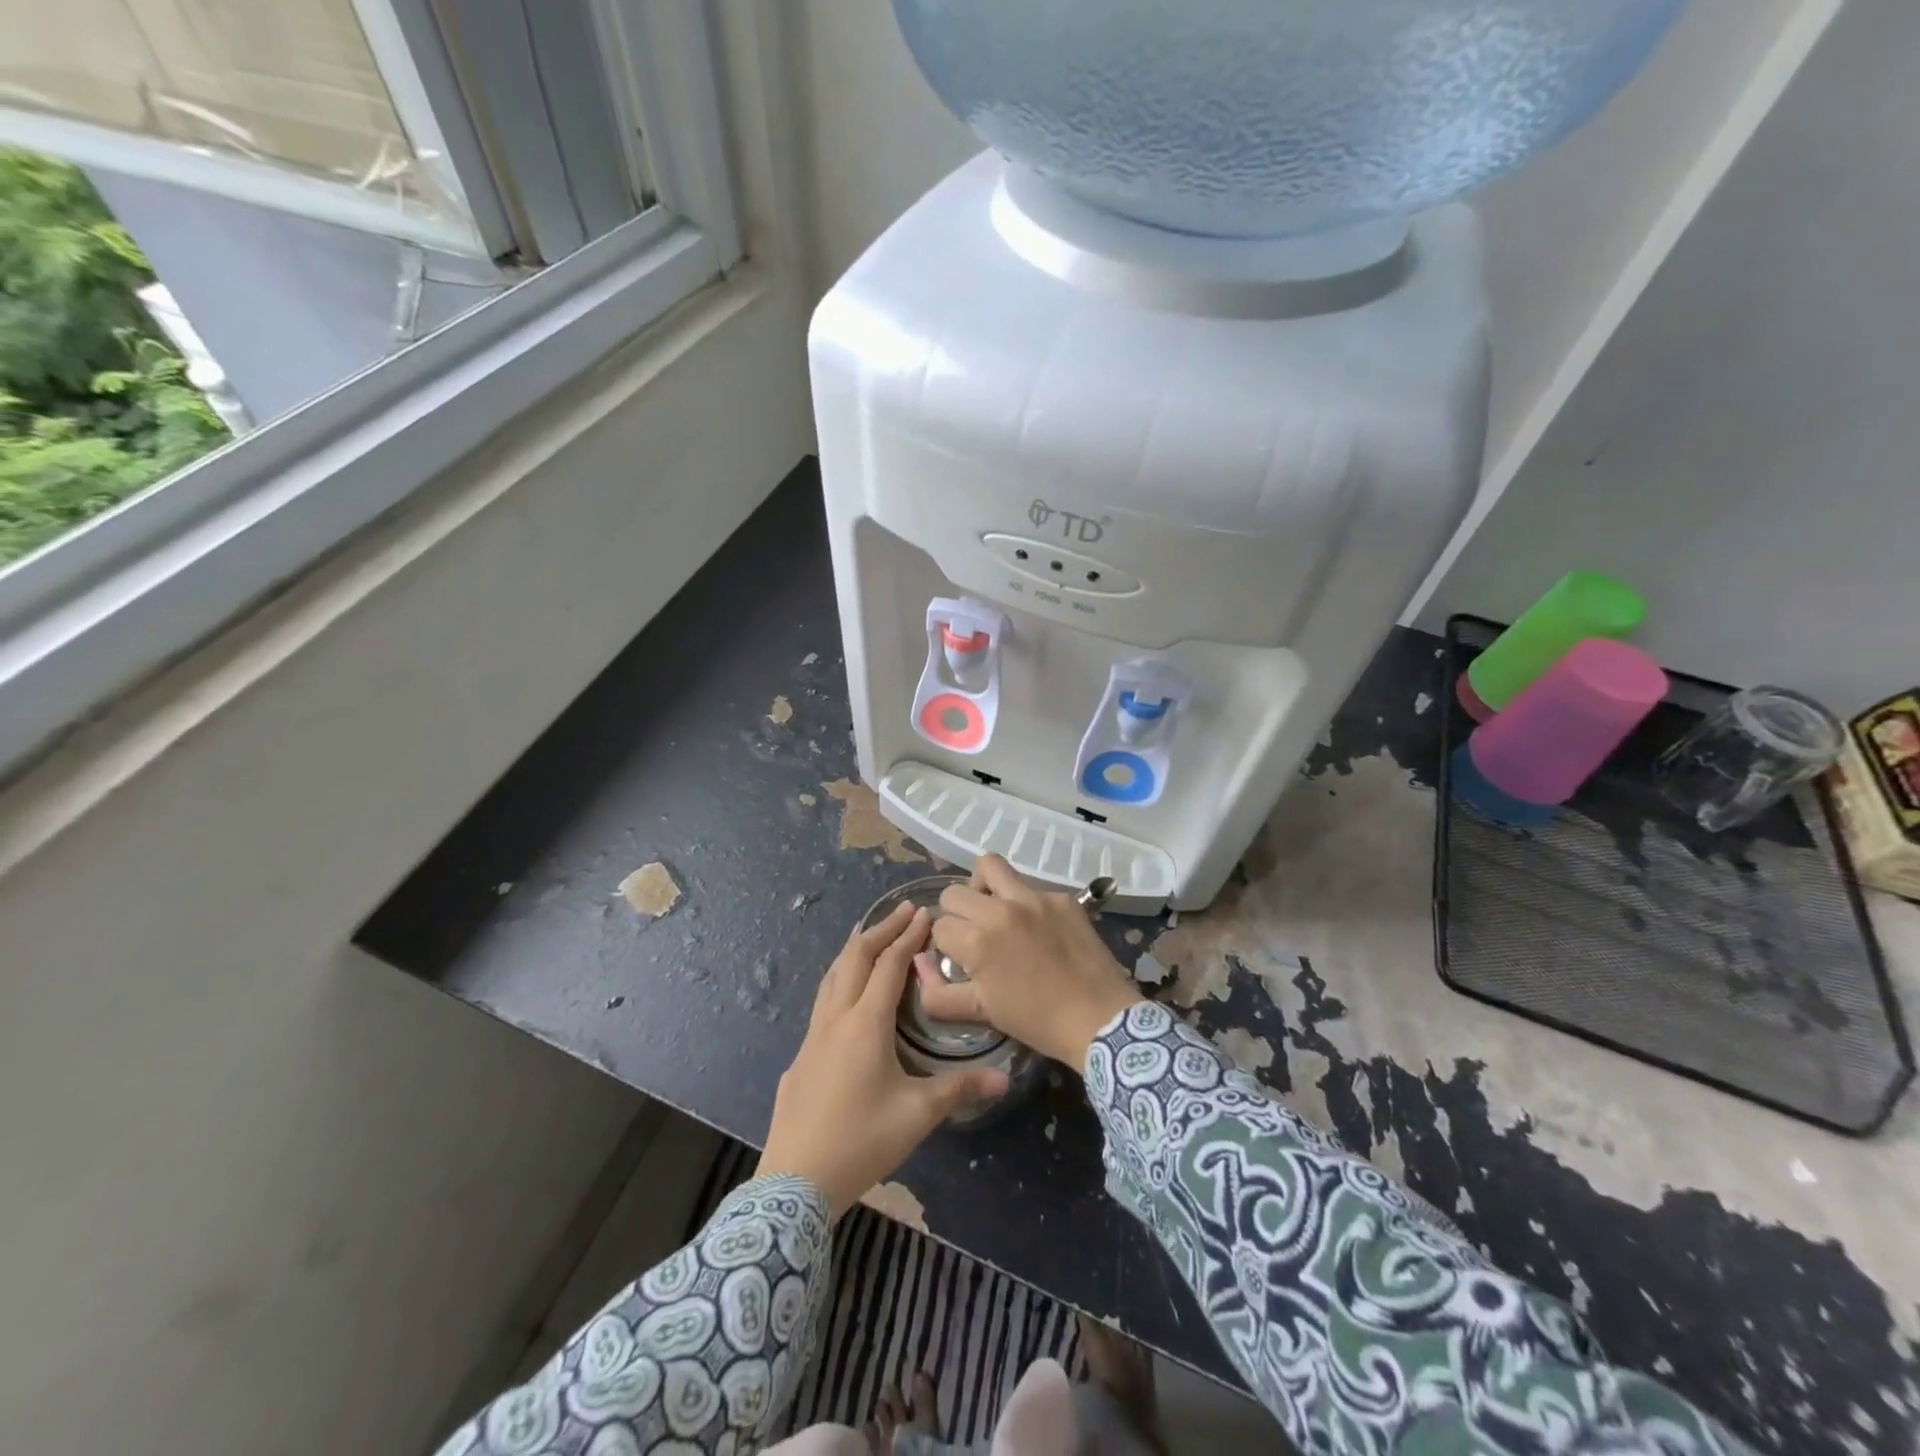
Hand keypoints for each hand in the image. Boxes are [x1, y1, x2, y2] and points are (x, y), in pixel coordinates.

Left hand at [757, 904, 1008, 1218]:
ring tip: (871, 935)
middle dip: (881, 930)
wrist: (795, 1181)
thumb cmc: (861, 1141)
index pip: (888, 965)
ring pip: (833, 976)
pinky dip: (840, 978)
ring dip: (855, 949)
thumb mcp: (917, 1115)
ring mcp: (813, 1036)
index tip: (924, 913)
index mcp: (866, 1023)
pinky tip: (847, 994)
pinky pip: (823, 1000)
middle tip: (904, 912)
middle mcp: (836, 1018)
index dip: (907, 936)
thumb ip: (959, 1089)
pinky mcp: (801, 1056)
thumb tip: (1004, 1079)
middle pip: (855, 957)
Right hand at [919, 856, 1140, 1070]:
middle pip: (954, 892)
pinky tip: (1037, 929)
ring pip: (990, 866)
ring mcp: (1034, 898)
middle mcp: (1001, 909)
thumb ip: (937, 992)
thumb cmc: (1036, 1020)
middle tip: (973, 936)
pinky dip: (1023, 902)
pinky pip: (1029, 886)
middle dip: (956, 914)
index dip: (945, 945)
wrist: (1099, 1019)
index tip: (960, 960)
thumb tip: (920, 961)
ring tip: (994, 911)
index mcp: (977, 939)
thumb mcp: (981, 1012)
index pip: (939, 925)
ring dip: (983, 887)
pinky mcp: (1062, 897)